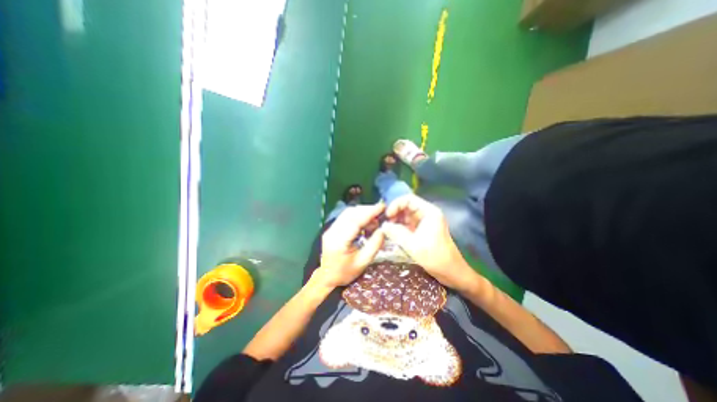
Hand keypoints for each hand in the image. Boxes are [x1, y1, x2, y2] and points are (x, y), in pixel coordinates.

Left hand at [314, 203, 385, 286]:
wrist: (327, 277)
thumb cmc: (345, 273)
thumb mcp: (363, 262)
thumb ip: (374, 245)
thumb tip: (383, 230)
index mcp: (339, 241)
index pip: (355, 221)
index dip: (369, 212)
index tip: (382, 207)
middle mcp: (332, 232)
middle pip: (350, 213)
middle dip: (367, 210)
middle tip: (381, 213)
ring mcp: (330, 229)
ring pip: (347, 213)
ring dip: (362, 212)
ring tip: (375, 219)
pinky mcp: (332, 229)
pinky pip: (345, 217)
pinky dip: (357, 216)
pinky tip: (366, 222)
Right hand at [380, 194, 474, 287]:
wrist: (451, 272)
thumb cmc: (435, 257)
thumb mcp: (413, 245)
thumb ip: (396, 233)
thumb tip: (383, 225)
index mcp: (429, 212)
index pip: (409, 199)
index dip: (396, 204)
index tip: (388, 216)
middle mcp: (426, 214)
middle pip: (406, 206)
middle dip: (395, 213)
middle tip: (386, 223)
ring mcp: (424, 222)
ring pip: (406, 215)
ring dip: (396, 220)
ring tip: (387, 229)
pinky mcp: (421, 230)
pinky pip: (407, 224)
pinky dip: (399, 227)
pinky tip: (392, 234)